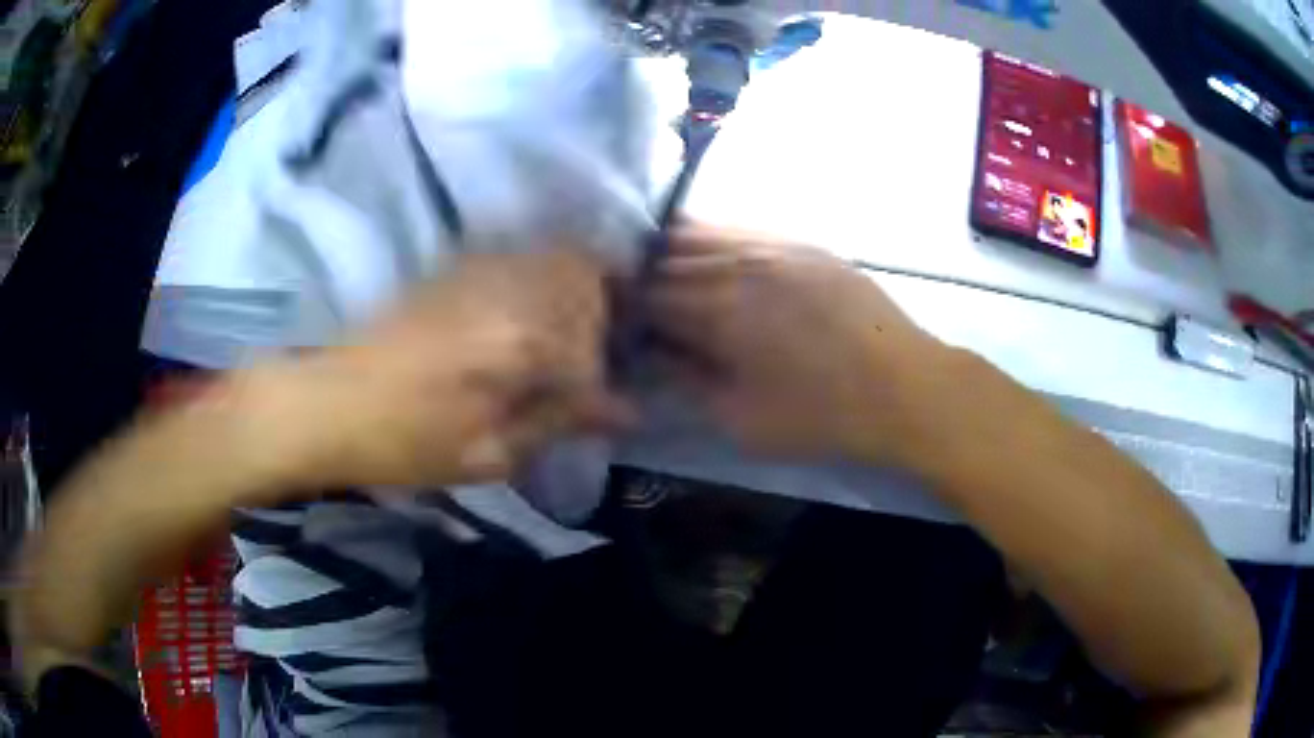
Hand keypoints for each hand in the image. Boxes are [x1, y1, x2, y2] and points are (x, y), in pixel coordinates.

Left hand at [247, 249, 630, 491]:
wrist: (331, 404)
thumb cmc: (407, 443)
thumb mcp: (488, 455)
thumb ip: (559, 422)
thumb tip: (623, 411)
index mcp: (520, 346)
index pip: (594, 349)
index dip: (607, 382)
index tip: (608, 407)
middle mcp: (508, 293)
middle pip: (585, 278)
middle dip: (603, 314)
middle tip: (590, 358)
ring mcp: (479, 271)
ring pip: (554, 256)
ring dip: (574, 288)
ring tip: (563, 332)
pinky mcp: (454, 266)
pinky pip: (518, 253)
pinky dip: (539, 273)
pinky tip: (525, 309)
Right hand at [647, 226, 952, 466]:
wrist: (901, 386)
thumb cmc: (820, 414)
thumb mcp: (740, 419)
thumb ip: (686, 380)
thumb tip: (653, 353)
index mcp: (716, 309)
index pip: (646, 294)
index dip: (625, 309)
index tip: (622, 327)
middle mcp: (738, 263)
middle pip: (666, 255)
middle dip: (642, 277)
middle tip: (638, 303)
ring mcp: (773, 244)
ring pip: (701, 232)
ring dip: (673, 253)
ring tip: (669, 280)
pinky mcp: (801, 243)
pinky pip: (741, 229)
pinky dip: (713, 240)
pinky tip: (716, 262)